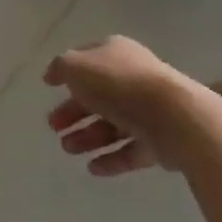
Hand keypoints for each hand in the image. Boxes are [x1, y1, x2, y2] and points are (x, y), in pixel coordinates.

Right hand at [44, 36, 208, 174]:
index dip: (66, 73)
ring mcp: (148, 110)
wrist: (173, 117)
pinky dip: (111, 158)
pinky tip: (92, 168)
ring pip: (112, 124)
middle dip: (73, 112)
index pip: (86, 60)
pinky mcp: (160, 141)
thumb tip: (54, 74)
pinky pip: (130, 149)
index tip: (49, 88)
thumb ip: (61, 68)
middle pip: (97, 96)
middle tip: (54, 127)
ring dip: (88, 137)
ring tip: (68, 149)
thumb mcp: (77, 67)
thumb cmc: (118, 84)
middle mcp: (132, 77)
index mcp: (115, 53)